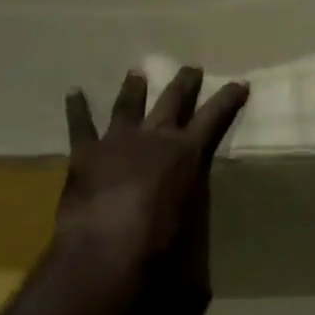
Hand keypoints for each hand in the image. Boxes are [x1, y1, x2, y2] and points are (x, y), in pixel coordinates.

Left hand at [56, 67, 248, 269]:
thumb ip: (190, 198)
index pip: (214, 117)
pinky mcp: (86, 153)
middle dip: (184, 82)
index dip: (228, 99)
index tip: (239, 82)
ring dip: (133, 88)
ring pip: (128, 105)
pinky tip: (74, 92)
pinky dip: (77, 108)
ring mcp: (118, 140)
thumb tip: (192, 201)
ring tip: (136, 72)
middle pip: (172, 100)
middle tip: (190, 67)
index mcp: (186, 153)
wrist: (106, 247)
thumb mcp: (190, 218)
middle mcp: (154, 137)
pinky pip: (80, 125)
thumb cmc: (158, 242)